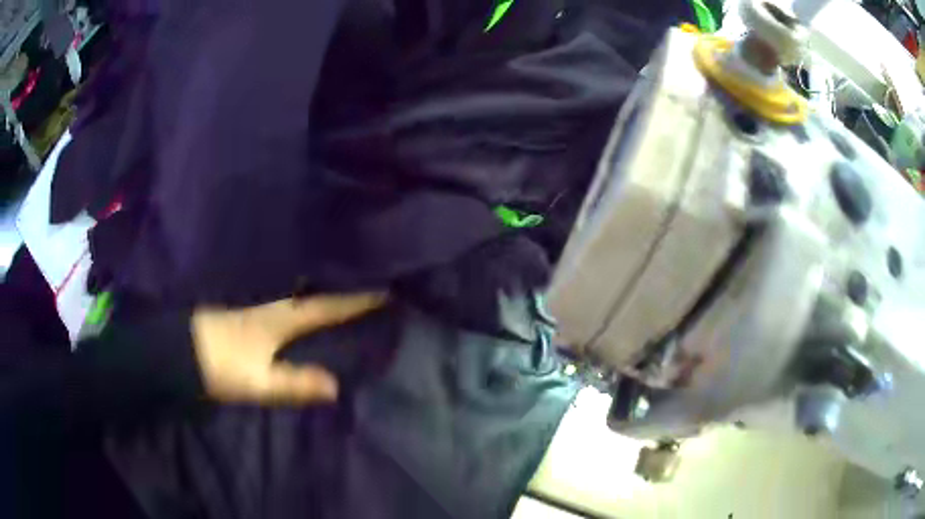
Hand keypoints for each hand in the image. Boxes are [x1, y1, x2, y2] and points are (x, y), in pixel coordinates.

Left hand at [191, 293, 385, 404]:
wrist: (177, 352)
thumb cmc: (219, 365)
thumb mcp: (258, 382)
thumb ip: (295, 383)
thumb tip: (336, 387)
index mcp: (280, 319)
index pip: (325, 307)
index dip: (355, 300)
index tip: (384, 288)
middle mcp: (272, 306)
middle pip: (314, 294)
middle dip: (342, 288)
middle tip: (368, 282)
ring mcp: (258, 308)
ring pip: (298, 296)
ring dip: (322, 292)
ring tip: (344, 289)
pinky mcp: (247, 314)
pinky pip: (285, 303)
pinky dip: (302, 301)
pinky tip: (304, 304)